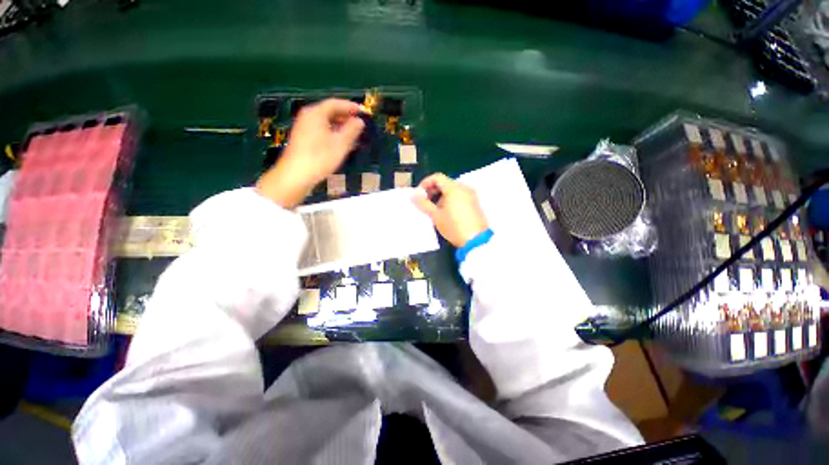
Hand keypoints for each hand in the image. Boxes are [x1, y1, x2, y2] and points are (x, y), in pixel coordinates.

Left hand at [256, 99, 364, 207]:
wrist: (296, 175)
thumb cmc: (320, 157)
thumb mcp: (340, 144)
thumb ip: (352, 130)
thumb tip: (359, 121)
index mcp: (316, 113)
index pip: (335, 103)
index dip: (351, 106)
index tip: (363, 111)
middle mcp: (308, 117)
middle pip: (330, 112)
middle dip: (346, 117)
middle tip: (360, 124)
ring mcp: (304, 128)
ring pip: (326, 122)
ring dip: (340, 127)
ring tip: (354, 135)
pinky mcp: (303, 139)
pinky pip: (321, 130)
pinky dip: (333, 133)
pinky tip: (341, 143)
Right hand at [413, 173, 488, 247]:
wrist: (476, 240)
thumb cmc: (454, 227)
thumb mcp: (436, 216)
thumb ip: (424, 204)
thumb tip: (414, 196)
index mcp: (454, 188)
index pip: (437, 177)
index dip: (425, 183)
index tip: (419, 194)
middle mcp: (464, 188)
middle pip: (445, 183)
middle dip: (433, 190)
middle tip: (425, 202)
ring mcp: (471, 195)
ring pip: (452, 190)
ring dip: (441, 196)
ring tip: (434, 209)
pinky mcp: (474, 203)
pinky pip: (459, 195)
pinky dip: (450, 199)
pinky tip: (446, 212)